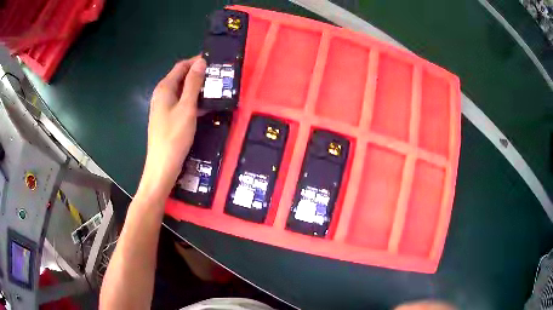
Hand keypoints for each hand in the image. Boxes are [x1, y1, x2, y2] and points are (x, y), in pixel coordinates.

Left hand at [140, 56, 205, 197]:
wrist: (162, 167)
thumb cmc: (174, 136)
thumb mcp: (187, 107)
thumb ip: (193, 83)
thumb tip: (201, 61)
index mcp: (164, 88)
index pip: (181, 66)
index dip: (196, 61)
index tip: (215, 62)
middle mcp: (162, 95)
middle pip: (181, 78)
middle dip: (199, 75)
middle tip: (219, 76)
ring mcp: (164, 108)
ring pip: (183, 92)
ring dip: (198, 89)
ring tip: (217, 90)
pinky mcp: (168, 119)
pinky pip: (182, 104)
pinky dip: (194, 102)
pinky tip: (207, 107)